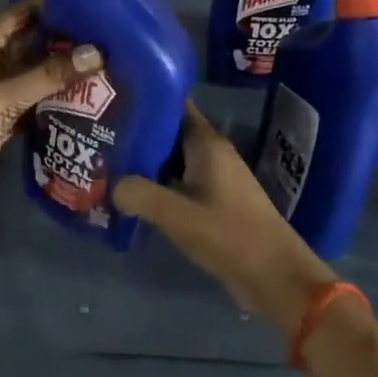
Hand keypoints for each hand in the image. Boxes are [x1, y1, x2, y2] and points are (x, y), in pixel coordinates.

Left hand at [0, 0, 98, 221]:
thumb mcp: (6, 96)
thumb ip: (50, 76)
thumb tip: (97, 54)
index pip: (23, 13)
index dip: (53, 5)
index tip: (92, 1)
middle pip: (33, 42)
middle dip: (65, 39)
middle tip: (109, 35)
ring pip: (35, 73)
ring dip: (62, 71)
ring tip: (107, 62)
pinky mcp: (4, 117)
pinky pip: (34, 99)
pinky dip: (55, 98)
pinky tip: (88, 98)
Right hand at [112, 104, 335, 338]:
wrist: (278, 279)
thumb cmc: (231, 236)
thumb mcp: (178, 216)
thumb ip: (139, 195)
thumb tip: (110, 184)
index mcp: (207, 144)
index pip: (173, 104)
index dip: (145, 97)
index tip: (113, 97)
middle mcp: (211, 153)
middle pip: (169, 131)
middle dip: (137, 131)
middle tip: (99, 132)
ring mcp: (214, 179)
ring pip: (172, 159)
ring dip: (144, 161)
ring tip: (106, 161)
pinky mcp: (214, 203)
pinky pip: (178, 182)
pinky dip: (157, 184)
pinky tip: (131, 194)